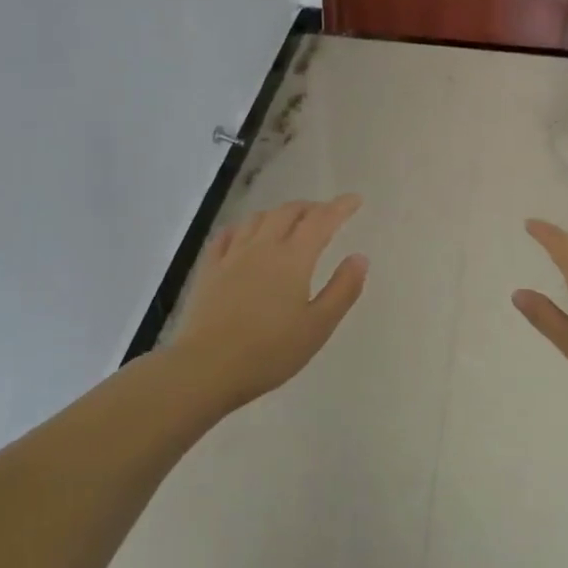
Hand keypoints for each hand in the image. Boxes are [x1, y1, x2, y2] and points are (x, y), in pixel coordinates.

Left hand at [172, 195, 368, 407]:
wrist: (208, 367)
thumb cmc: (270, 351)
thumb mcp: (318, 326)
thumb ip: (342, 289)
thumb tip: (360, 257)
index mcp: (293, 259)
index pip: (321, 221)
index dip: (340, 207)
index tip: (355, 200)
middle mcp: (262, 247)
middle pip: (287, 212)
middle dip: (310, 207)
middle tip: (325, 214)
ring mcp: (232, 256)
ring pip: (257, 219)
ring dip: (279, 213)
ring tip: (289, 221)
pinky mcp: (209, 270)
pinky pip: (226, 236)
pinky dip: (243, 227)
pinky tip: (244, 234)